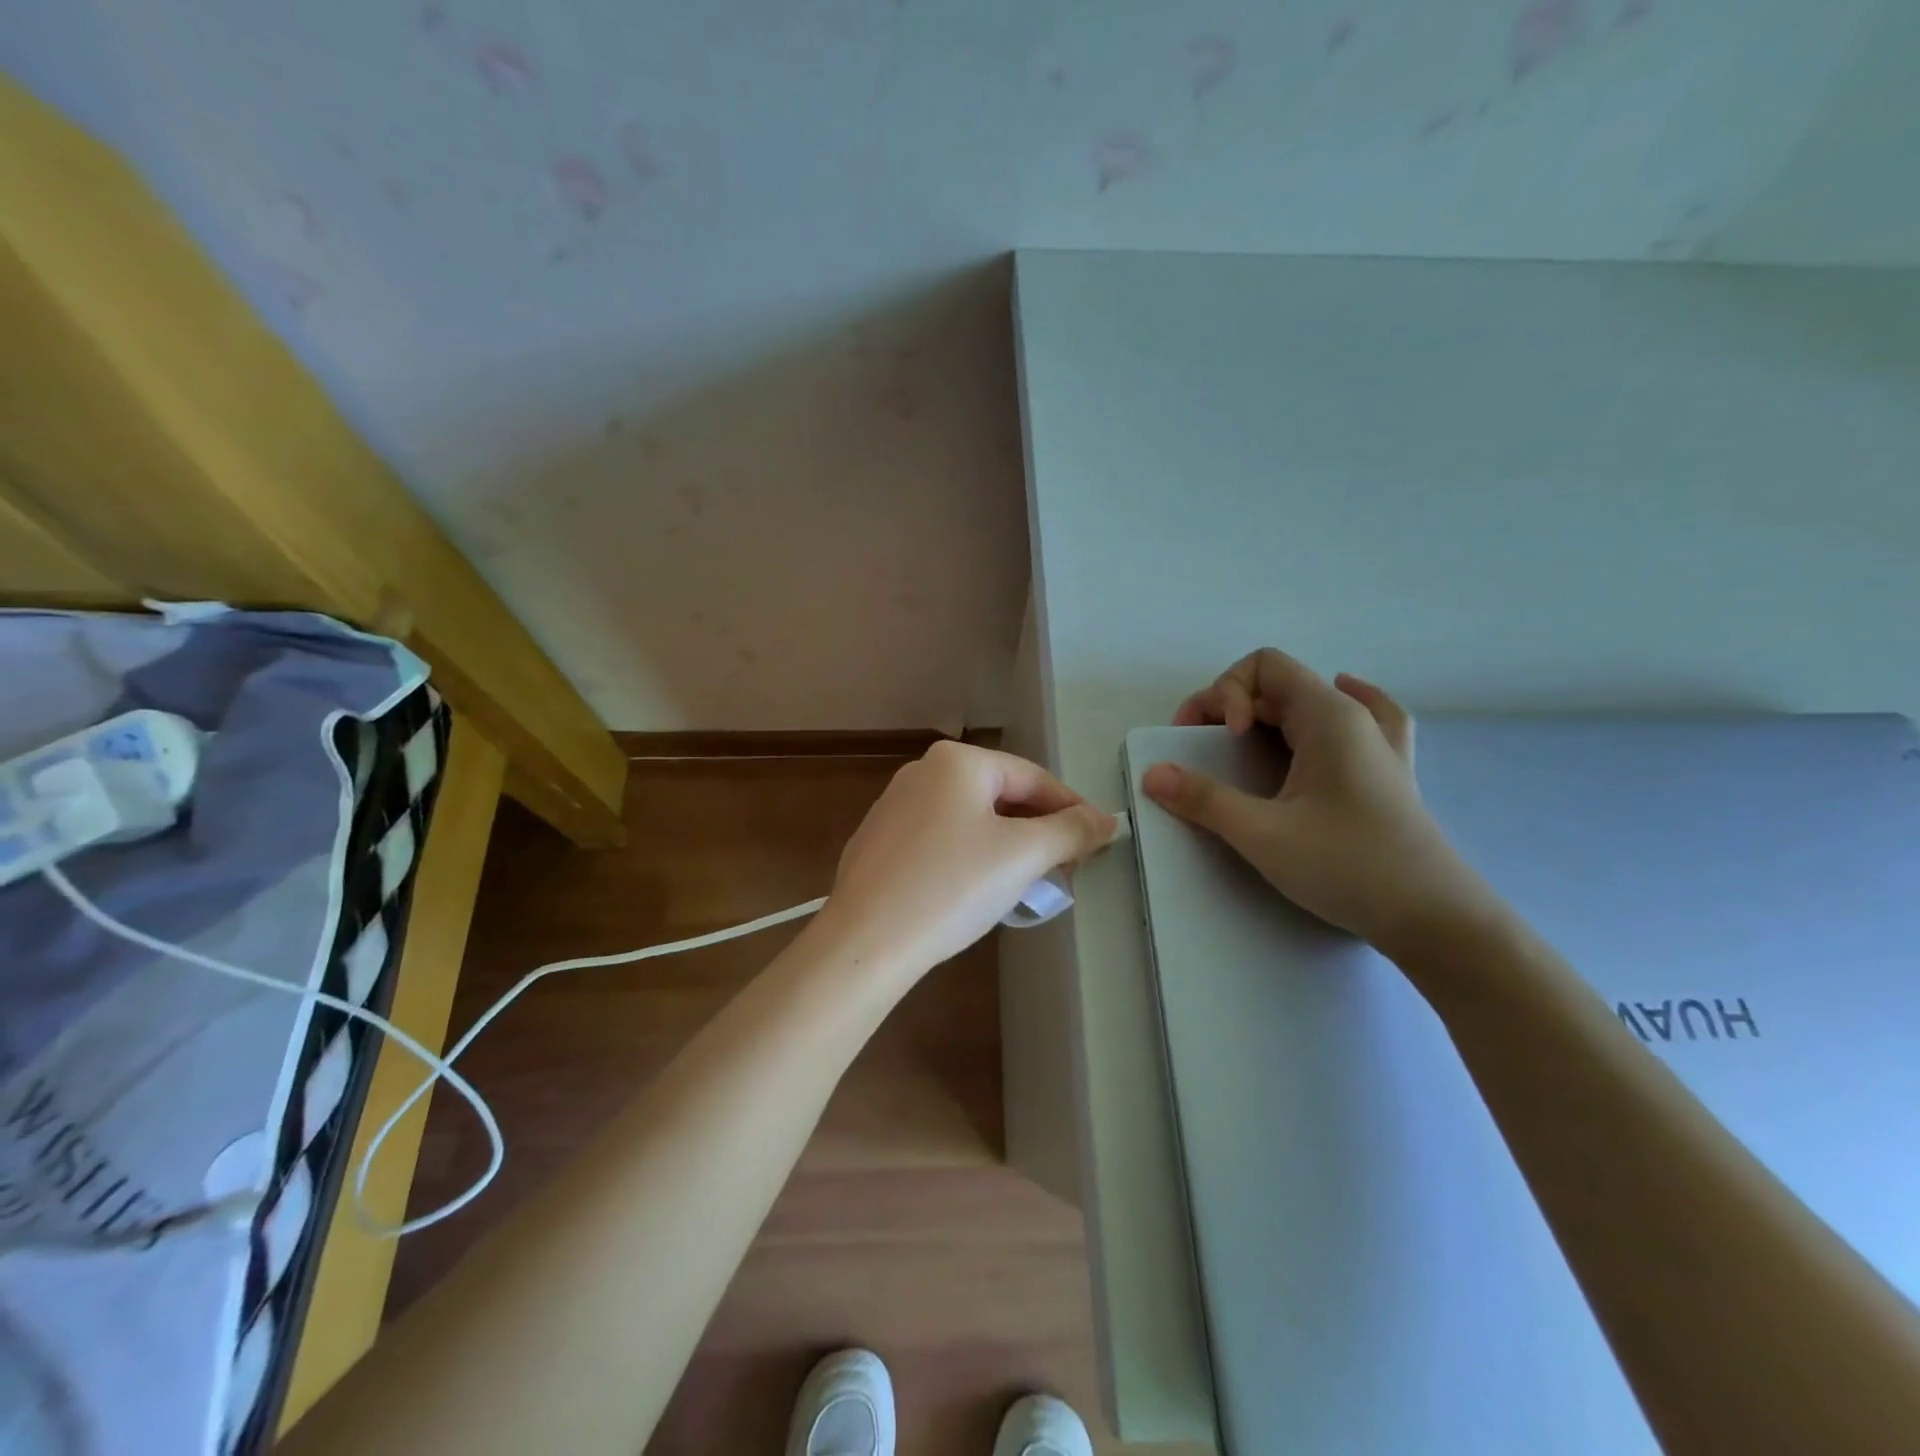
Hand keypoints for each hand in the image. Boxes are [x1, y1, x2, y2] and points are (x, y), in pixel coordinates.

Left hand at [816, 741, 1116, 977]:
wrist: (865, 943)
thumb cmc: (951, 886)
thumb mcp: (1023, 856)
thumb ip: (1071, 831)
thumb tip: (1106, 821)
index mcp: (957, 762)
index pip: (1033, 777)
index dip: (1072, 809)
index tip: (1100, 841)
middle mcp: (922, 772)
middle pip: (1001, 796)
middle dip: (1039, 832)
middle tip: (1068, 869)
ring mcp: (895, 807)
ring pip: (971, 819)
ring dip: (1008, 847)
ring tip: (1029, 883)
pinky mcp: (880, 843)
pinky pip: (942, 840)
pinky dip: (971, 858)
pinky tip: (978, 891)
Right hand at [1142, 648, 1491, 948]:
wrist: (1436, 919)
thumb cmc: (1349, 866)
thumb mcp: (1264, 834)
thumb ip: (1204, 799)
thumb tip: (1152, 775)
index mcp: (1329, 716)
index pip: (1263, 666)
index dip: (1225, 691)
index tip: (1220, 740)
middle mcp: (1355, 717)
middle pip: (1280, 683)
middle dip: (1231, 706)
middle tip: (1205, 751)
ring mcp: (1378, 744)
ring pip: (1311, 703)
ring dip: (1267, 717)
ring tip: (1243, 748)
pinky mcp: (1389, 774)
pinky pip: (1360, 720)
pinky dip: (1329, 715)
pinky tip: (1326, 728)